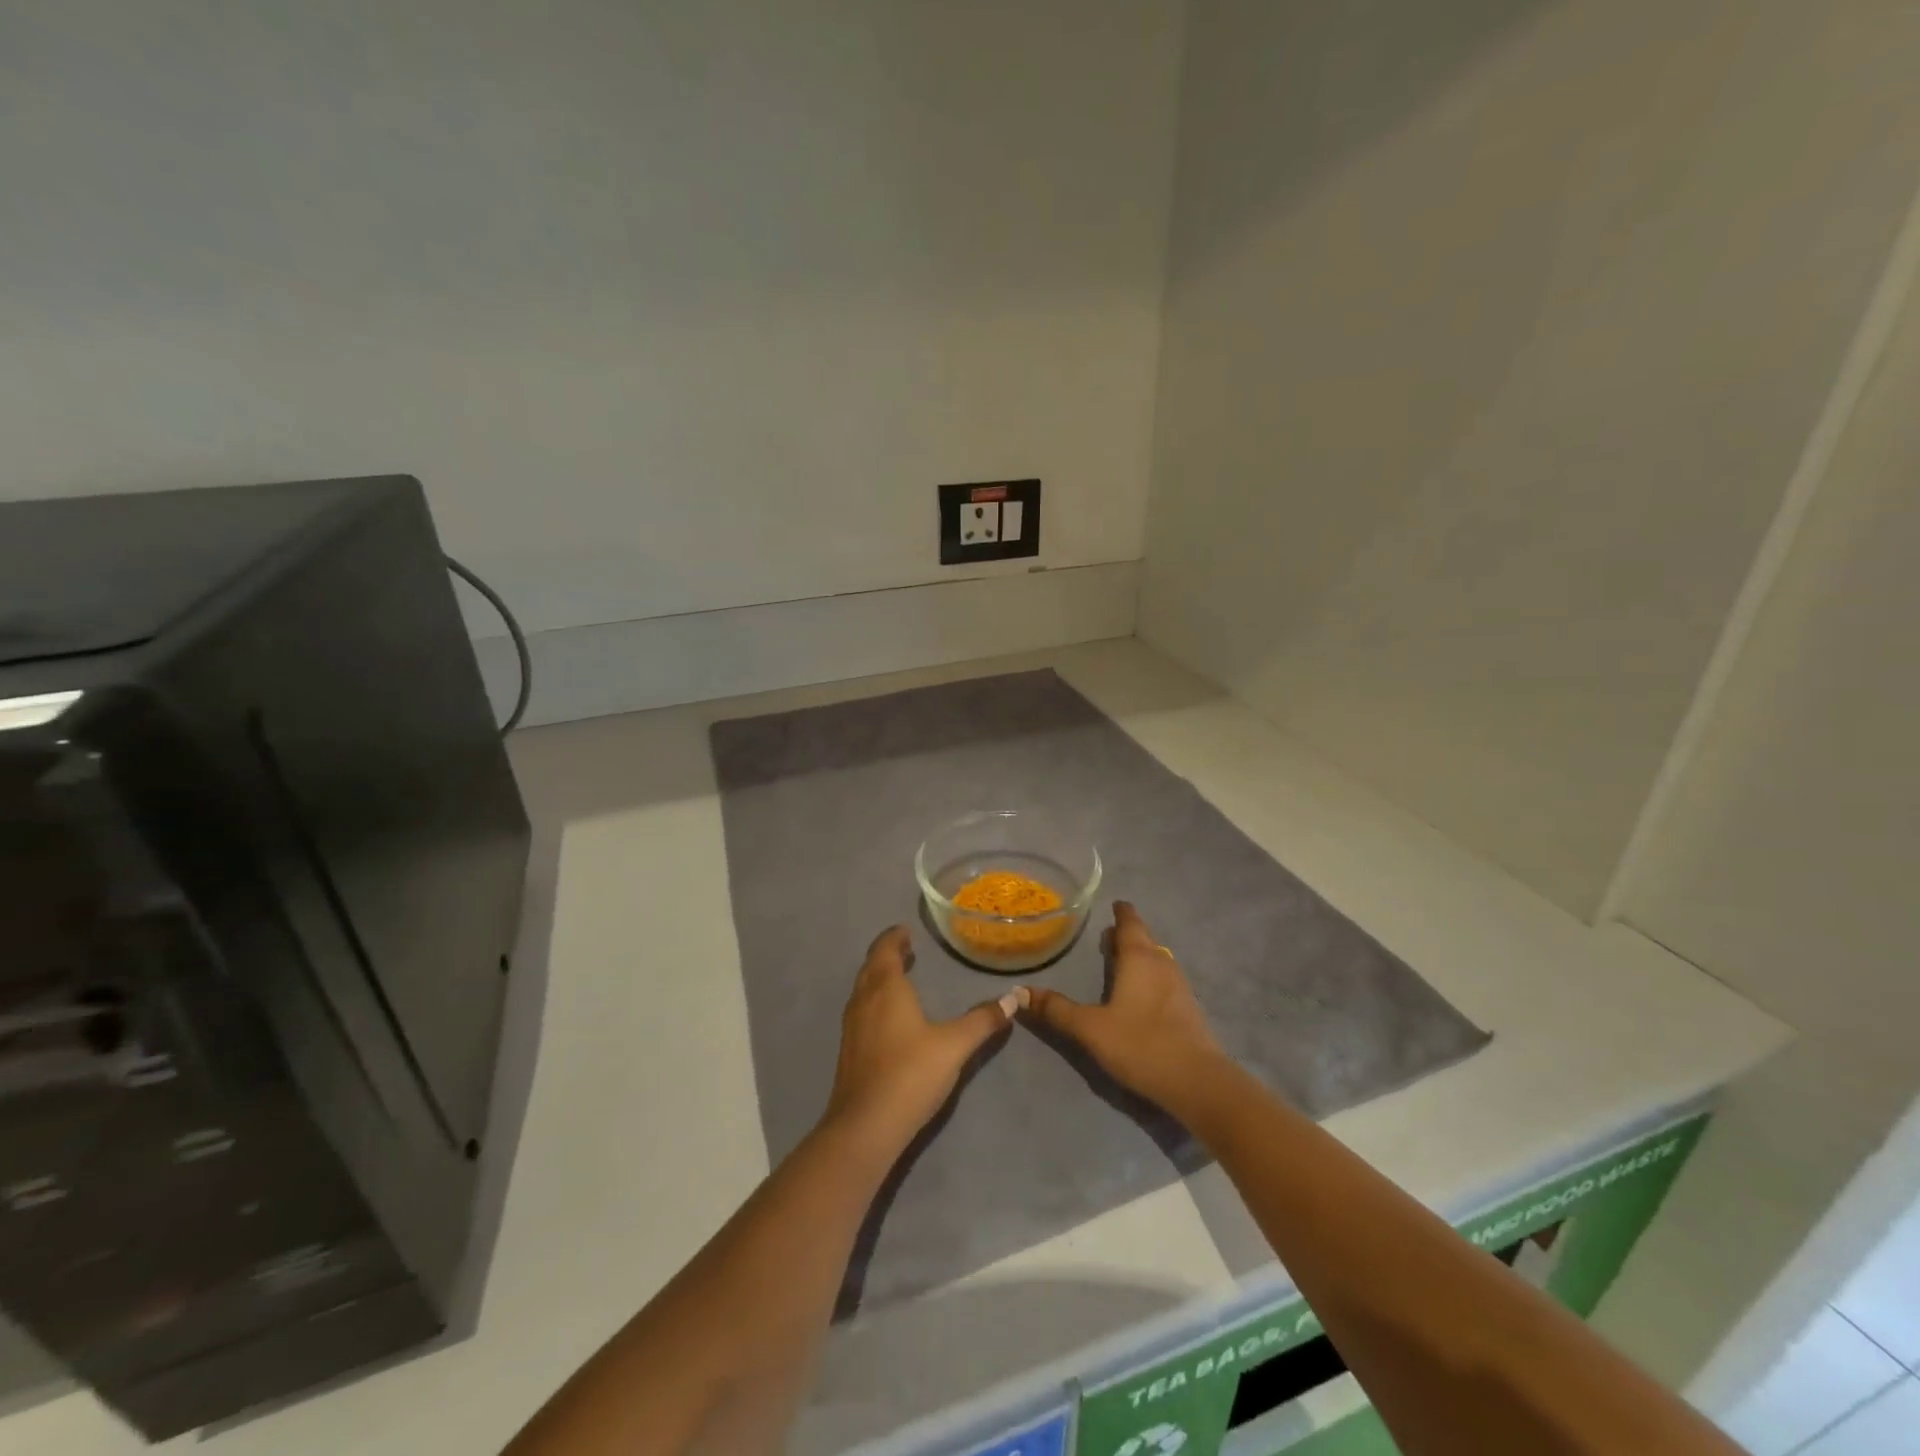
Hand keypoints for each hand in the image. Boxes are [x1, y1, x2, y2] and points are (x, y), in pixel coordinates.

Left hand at [823, 926, 1017, 1155]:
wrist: (865, 1126)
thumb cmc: (911, 1074)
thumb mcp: (955, 1045)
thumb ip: (983, 1020)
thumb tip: (1013, 998)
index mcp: (886, 988)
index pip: (885, 949)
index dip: (894, 937)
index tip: (906, 931)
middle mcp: (863, 1000)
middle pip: (871, 966)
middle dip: (887, 954)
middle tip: (906, 949)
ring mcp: (851, 1026)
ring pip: (863, 989)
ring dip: (879, 977)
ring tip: (899, 977)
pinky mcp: (848, 1050)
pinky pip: (861, 1009)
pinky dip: (874, 999)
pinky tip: (889, 1017)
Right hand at [1025, 901, 1227, 1115]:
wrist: (1197, 1082)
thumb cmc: (1140, 1044)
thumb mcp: (1090, 1028)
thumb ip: (1056, 1010)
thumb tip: (1019, 992)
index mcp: (1139, 958)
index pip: (1130, 923)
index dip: (1121, 912)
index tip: (1114, 904)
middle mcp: (1162, 963)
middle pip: (1144, 939)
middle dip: (1127, 934)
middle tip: (1108, 935)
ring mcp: (1180, 986)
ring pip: (1157, 959)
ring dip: (1140, 955)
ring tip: (1122, 961)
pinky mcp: (1189, 1009)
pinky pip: (1165, 980)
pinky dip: (1150, 977)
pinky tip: (1141, 994)